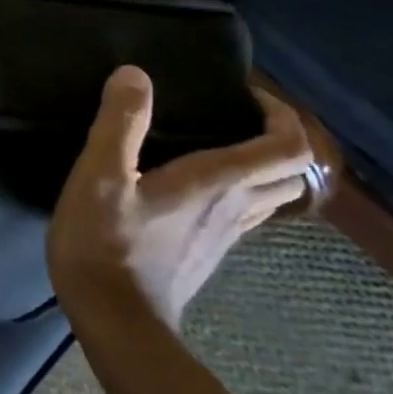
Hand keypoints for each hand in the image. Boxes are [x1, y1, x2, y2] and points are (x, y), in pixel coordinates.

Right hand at [47, 66, 312, 330]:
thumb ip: (119, 123)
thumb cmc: (105, 242)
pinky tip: (198, 187)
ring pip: (274, 197)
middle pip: (292, 172)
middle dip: (279, 138)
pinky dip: (240, 191)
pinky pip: (246, 215)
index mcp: (218, 183)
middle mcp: (236, 207)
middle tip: (236, 116)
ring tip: (221, 145)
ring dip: (264, 167)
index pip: (289, 147)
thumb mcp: (100, 176)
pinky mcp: (209, 253)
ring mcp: (226, 236)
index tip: (245, 93)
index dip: (281, 114)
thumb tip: (136, 74)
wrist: (115, 320)